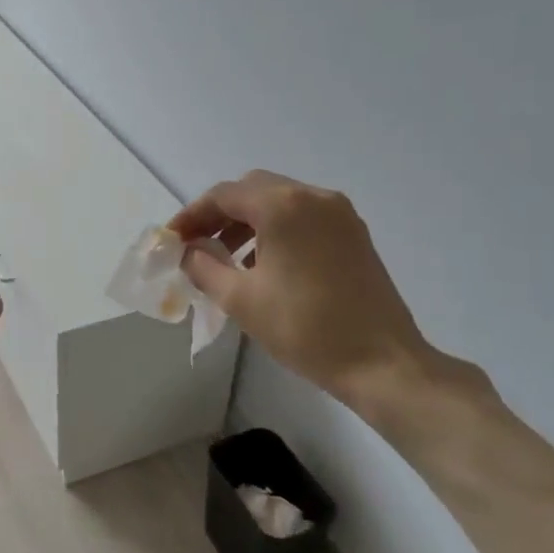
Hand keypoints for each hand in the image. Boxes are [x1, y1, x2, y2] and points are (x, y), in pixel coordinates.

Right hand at [169, 171, 469, 412]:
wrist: (381, 363)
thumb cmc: (304, 329)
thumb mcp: (240, 299)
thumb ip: (204, 267)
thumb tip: (189, 251)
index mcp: (283, 206)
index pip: (224, 195)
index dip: (192, 214)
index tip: (172, 240)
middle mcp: (314, 197)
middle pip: (253, 189)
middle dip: (219, 214)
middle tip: (197, 245)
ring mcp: (340, 214)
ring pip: (280, 201)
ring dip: (247, 221)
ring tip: (226, 258)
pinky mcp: (354, 235)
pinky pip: (303, 217)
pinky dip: (275, 229)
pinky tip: (263, 264)